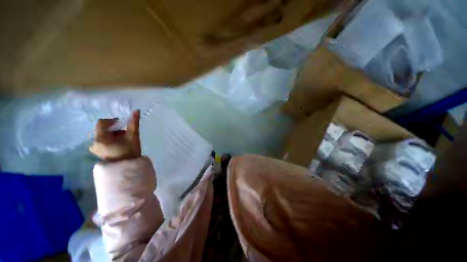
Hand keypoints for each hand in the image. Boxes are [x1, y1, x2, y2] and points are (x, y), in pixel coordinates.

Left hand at [89, 110, 141, 161]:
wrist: (127, 168)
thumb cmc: (129, 152)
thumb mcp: (133, 136)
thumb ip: (133, 123)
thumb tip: (136, 110)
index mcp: (100, 138)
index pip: (102, 122)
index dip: (112, 121)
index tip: (122, 124)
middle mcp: (94, 142)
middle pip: (102, 129)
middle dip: (114, 129)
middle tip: (125, 133)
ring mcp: (95, 148)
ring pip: (103, 135)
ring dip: (112, 135)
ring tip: (123, 140)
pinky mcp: (98, 152)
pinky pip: (102, 141)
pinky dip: (110, 140)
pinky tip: (119, 145)